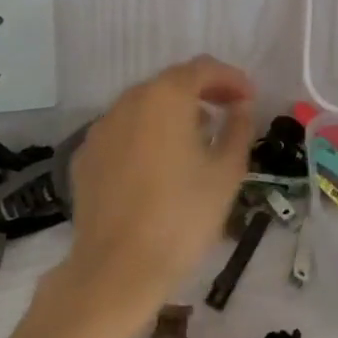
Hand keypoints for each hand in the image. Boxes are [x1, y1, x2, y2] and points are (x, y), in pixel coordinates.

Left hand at [56, 55, 255, 337]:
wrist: (117, 269)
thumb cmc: (182, 216)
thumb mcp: (226, 172)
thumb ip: (238, 128)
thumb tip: (241, 107)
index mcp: (166, 97)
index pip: (203, 68)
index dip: (231, 79)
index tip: (250, 98)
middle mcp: (129, 101)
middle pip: (171, 82)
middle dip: (203, 91)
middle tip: (229, 112)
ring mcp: (102, 128)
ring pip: (145, 106)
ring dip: (174, 112)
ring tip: (197, 138)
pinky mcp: (87, 156)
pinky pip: (124, 131)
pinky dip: (147, 134)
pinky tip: (160, 163)